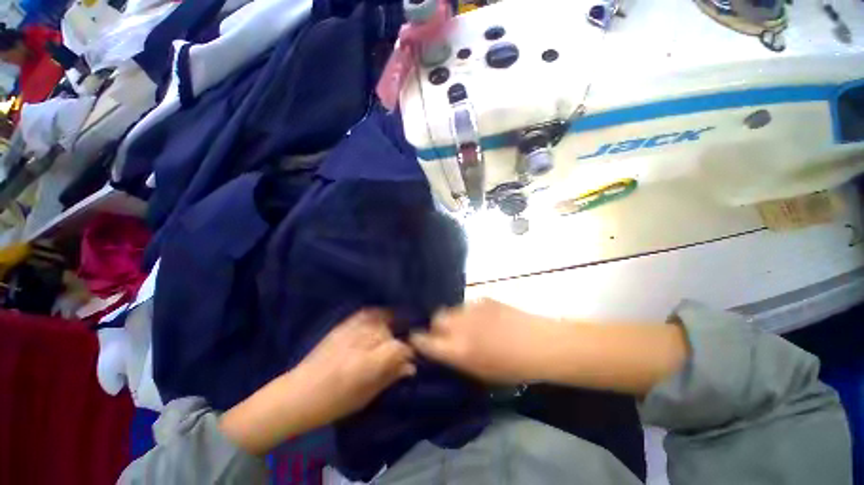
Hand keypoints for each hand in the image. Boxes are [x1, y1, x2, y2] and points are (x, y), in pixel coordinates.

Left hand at [294, 310, 416, 421]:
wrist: (297, 394)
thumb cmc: (332, 404)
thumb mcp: (365, 397)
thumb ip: (389, 377)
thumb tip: (410, 367)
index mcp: (365, 364)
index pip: (397, 347)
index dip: (407, 351)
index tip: (409, 358)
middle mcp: (358, 343)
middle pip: (388, 333)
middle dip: (395, 342)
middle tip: (395, 353)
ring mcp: (348, 332)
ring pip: (378, 322)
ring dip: (387, 329)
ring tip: (388, 338)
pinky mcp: (341, 326)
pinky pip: (364, 314)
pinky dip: (376, 315)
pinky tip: (380, 321)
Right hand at [410, 299, 556, 382]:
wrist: (540, 343)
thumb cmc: (512, 368)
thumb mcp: (480, 373)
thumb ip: (456, 359)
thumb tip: (441, 350)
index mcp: (458, 349)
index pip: (425, 341)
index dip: (418, 339)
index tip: (416, 339)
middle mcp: (460, 325)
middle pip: (436, 318)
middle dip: (437, 325)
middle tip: (448, 334)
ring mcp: (471, 308)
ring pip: (452, 309)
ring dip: (454, 318)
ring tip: (470, 326)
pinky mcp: (483, 298)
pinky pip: (468, 305)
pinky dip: (470, 312)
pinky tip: (485, 319)